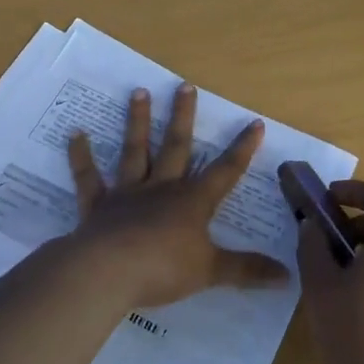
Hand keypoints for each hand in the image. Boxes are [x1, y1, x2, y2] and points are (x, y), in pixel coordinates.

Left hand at [66, 83, 289, 309]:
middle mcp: (161, 188)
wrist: (107, 272)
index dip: (242, 149)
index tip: (254, 122)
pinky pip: (89, 177)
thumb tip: (288, 277)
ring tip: (138, 92)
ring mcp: (127, 194)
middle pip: (176, 147)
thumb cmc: (163, 269)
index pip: (225, 172)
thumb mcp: (212, 272)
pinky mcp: (97, 205)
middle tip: (184, 86)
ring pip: (134, 151)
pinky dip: (81, 156)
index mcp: (192, 202)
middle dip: (183, 118)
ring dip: (137, 122)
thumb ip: (247, 271)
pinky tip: (75, 134)